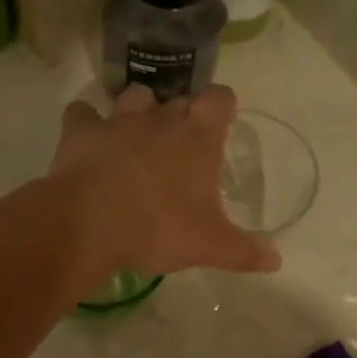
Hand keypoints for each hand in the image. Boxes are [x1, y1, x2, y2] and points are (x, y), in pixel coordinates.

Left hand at [50, 85, 279, 288]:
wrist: (88, 226)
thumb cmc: (157, 229)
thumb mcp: (209, 247)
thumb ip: (245, 252)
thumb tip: (276, 261)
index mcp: (197, 138)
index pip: (220, 98)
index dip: (221, 108)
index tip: (219, 127)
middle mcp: (160, 118)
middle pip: (178, 99)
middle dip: (181, 117)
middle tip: (179, 150)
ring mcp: (117, 121)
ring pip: (135, 96)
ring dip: (138, 111)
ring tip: (135, 139)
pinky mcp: (80, 131)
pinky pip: (82, 112)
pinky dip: (86, 122)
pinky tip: (88, 140)